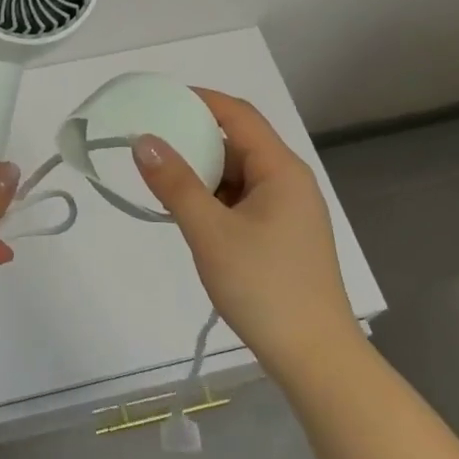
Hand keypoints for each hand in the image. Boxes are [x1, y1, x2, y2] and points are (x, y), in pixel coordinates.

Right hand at [131, 89, 357, 377]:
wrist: (315, 358)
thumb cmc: (264, 287)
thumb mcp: (210, 232)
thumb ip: (175, 184)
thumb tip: (143, 140)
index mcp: (281, 170)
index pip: (238, 115)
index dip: (200, 100)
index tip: (158, 100)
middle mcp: (289, 182)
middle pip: (238, 143)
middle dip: (194, 139)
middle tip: (150, 144)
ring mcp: (289, 211)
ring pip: (239, 175)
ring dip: (203, 172)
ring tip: (161, 179)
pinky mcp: (283, 236)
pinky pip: (243, 200)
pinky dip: (214, 198)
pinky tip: (189, 213)